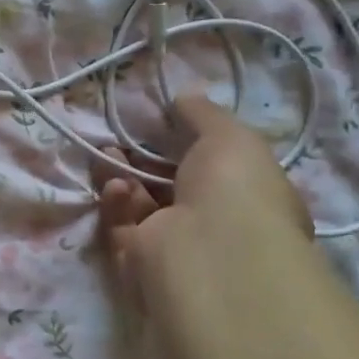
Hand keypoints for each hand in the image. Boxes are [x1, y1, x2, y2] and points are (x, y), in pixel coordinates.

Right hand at [97, 94, 311, 315]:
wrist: (209, 253)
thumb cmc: (235, 191)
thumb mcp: (230, 136)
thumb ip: (204, 114)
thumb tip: (184, 96)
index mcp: (249, 200)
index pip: (217, 170)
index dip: (190, 144)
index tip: (163, 122)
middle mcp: (216, 227)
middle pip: (171, 186)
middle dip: (145, 159)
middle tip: (122, 136)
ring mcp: (176, 247)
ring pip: (141, 205)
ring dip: (124, 177)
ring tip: (109, 153)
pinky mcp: (139, 262)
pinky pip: (122, 227)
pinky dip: (116, 204)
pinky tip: (116, 186)